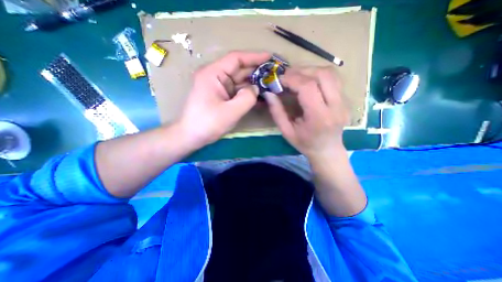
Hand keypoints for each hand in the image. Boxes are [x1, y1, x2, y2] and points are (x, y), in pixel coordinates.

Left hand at [175, 50, 270, 148]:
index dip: (254, 57)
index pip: (236, 59)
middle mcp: (215, 77)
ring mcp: (219, 87)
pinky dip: (248, 94)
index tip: (270, 58)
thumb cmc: (207, 123)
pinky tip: (259, 97)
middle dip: (256, 72)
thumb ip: (247, 98)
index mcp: (213, 74)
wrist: (192, 136)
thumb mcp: (230, 112)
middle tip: (273, 75)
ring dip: (254, 84)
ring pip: (240, 81)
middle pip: (239, 70)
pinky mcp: (221, 96)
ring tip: (270, 86)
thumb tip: (256, 89)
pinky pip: (237, 92)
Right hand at [263, 66, 349, 161]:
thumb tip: (269, 93)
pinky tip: (309, 81)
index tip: (279, 79)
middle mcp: (336, 107)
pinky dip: (319, 75)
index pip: (308, 87)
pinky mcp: (347, 99)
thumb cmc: (305, 143)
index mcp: (319, 118)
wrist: (327, 150)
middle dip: (301, 70)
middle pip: (322, 75)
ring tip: (297, 76)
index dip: (292, 79)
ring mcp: (345, 102)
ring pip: (330, 73)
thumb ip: (277, 112)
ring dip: (311, 70)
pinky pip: (334, 78)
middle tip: (287, 76)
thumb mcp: (286, 131)